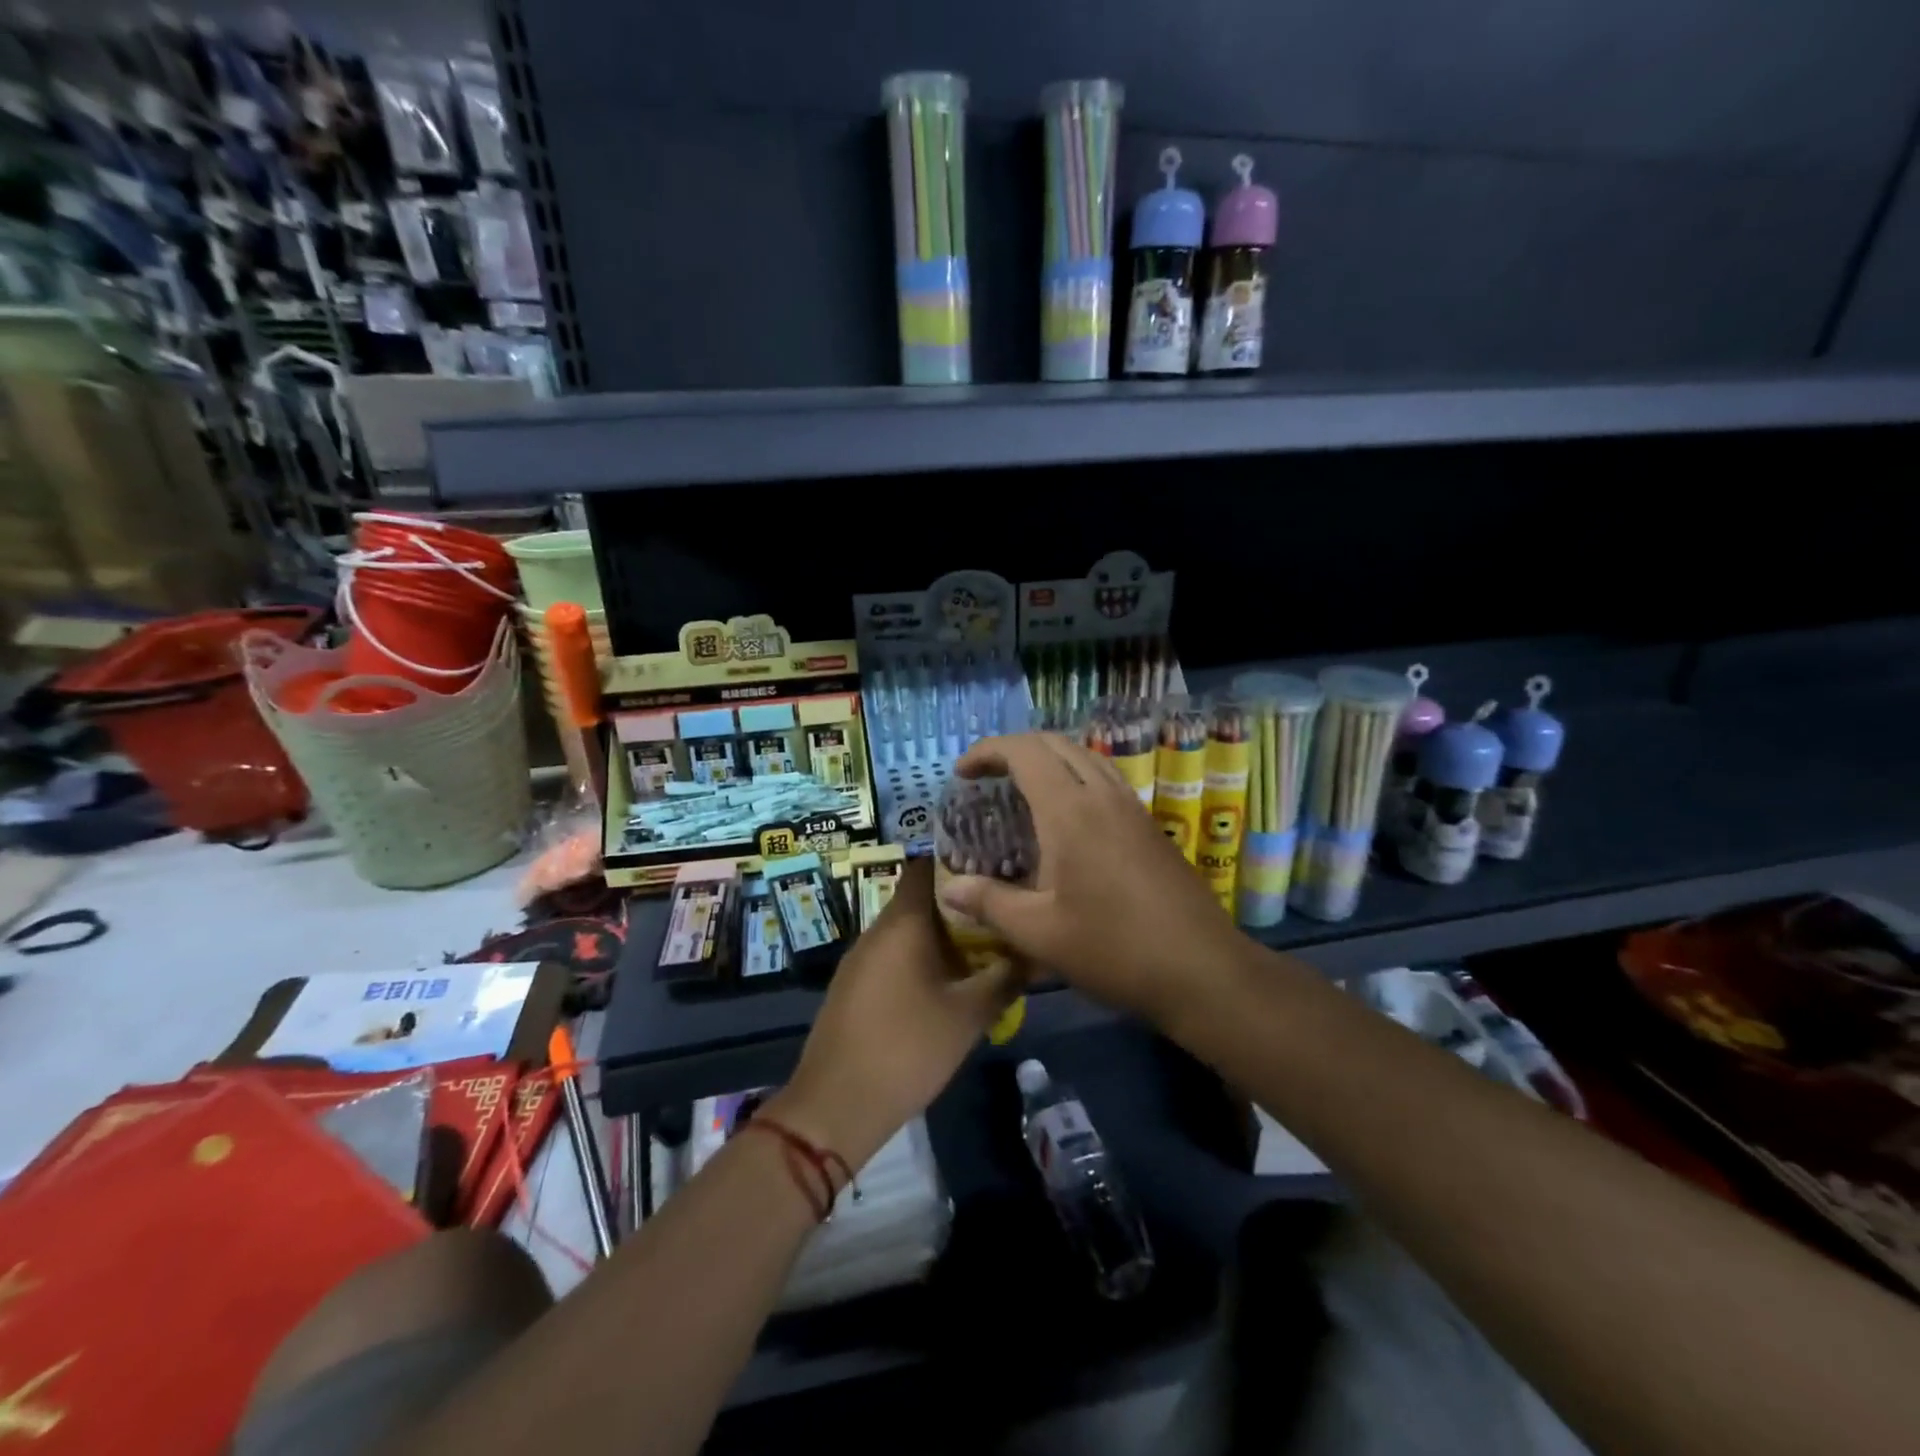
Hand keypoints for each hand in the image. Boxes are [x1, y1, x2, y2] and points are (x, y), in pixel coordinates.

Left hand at [772, 859, 1016, 1168]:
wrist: (836, 1104)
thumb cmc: (907, 1048)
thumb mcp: (969, 1015)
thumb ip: (1005, 977)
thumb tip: (1035, 950)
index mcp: (903, 922)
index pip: (928, 865)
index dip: (961, 860)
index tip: (996, 865)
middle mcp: (878, 929)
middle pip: (922, 898)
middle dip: (961, 902)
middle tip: (1001, 910)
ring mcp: (861, 958)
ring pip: (909, 929)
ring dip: (943, 933)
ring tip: (984, 943)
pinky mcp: (854, 985)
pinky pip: (894, 954)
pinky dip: (922, 956)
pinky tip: (948, 979)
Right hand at [934, 733, 1248, 1028]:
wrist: (1201, 968)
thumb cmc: (1113, 949)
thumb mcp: (1039, 933)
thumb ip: (990, 903)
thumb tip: (950, 889)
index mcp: (1070, 811)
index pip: (1024, 752)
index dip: (988, 751)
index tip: (962, 773)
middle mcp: (1103, 796)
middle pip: (1055, 744)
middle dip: (1015, 749)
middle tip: (986, 778)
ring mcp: (1132, 808)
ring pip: (1085, 758)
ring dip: (1048, 760)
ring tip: (1021, 790)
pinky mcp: (1149, 826)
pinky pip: (1105, 779)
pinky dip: (1074, 778)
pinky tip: (1066, 819)